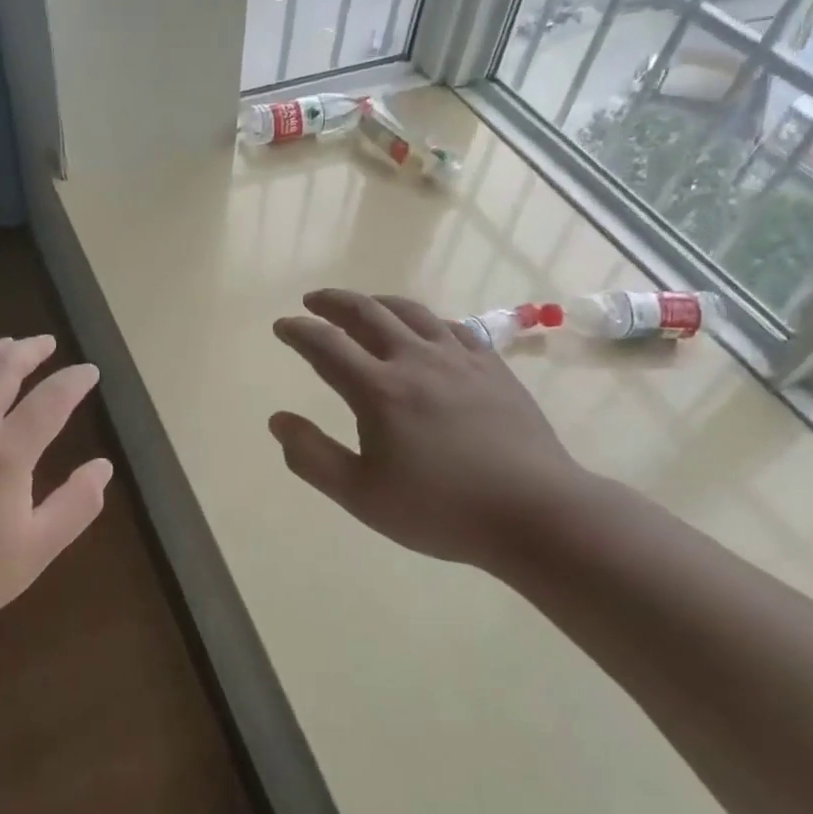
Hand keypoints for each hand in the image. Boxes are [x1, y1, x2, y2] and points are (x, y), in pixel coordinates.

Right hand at [269, 289, 588, 575]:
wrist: (535, 512)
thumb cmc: (440, 509)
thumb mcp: (361, 495)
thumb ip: (312, 457)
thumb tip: (277, 420)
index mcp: (379, 390)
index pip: (326, 346)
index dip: (299, 331)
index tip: (282, 326)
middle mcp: (416, 361)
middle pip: (368, 314)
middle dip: (334, 302)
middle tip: (313, 301)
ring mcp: (459, 359)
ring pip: (411, 312)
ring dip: (377, 302)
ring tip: (362, 305)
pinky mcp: (493, 367)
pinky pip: (452, 327)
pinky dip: (425, 320)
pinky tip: (425, 330)